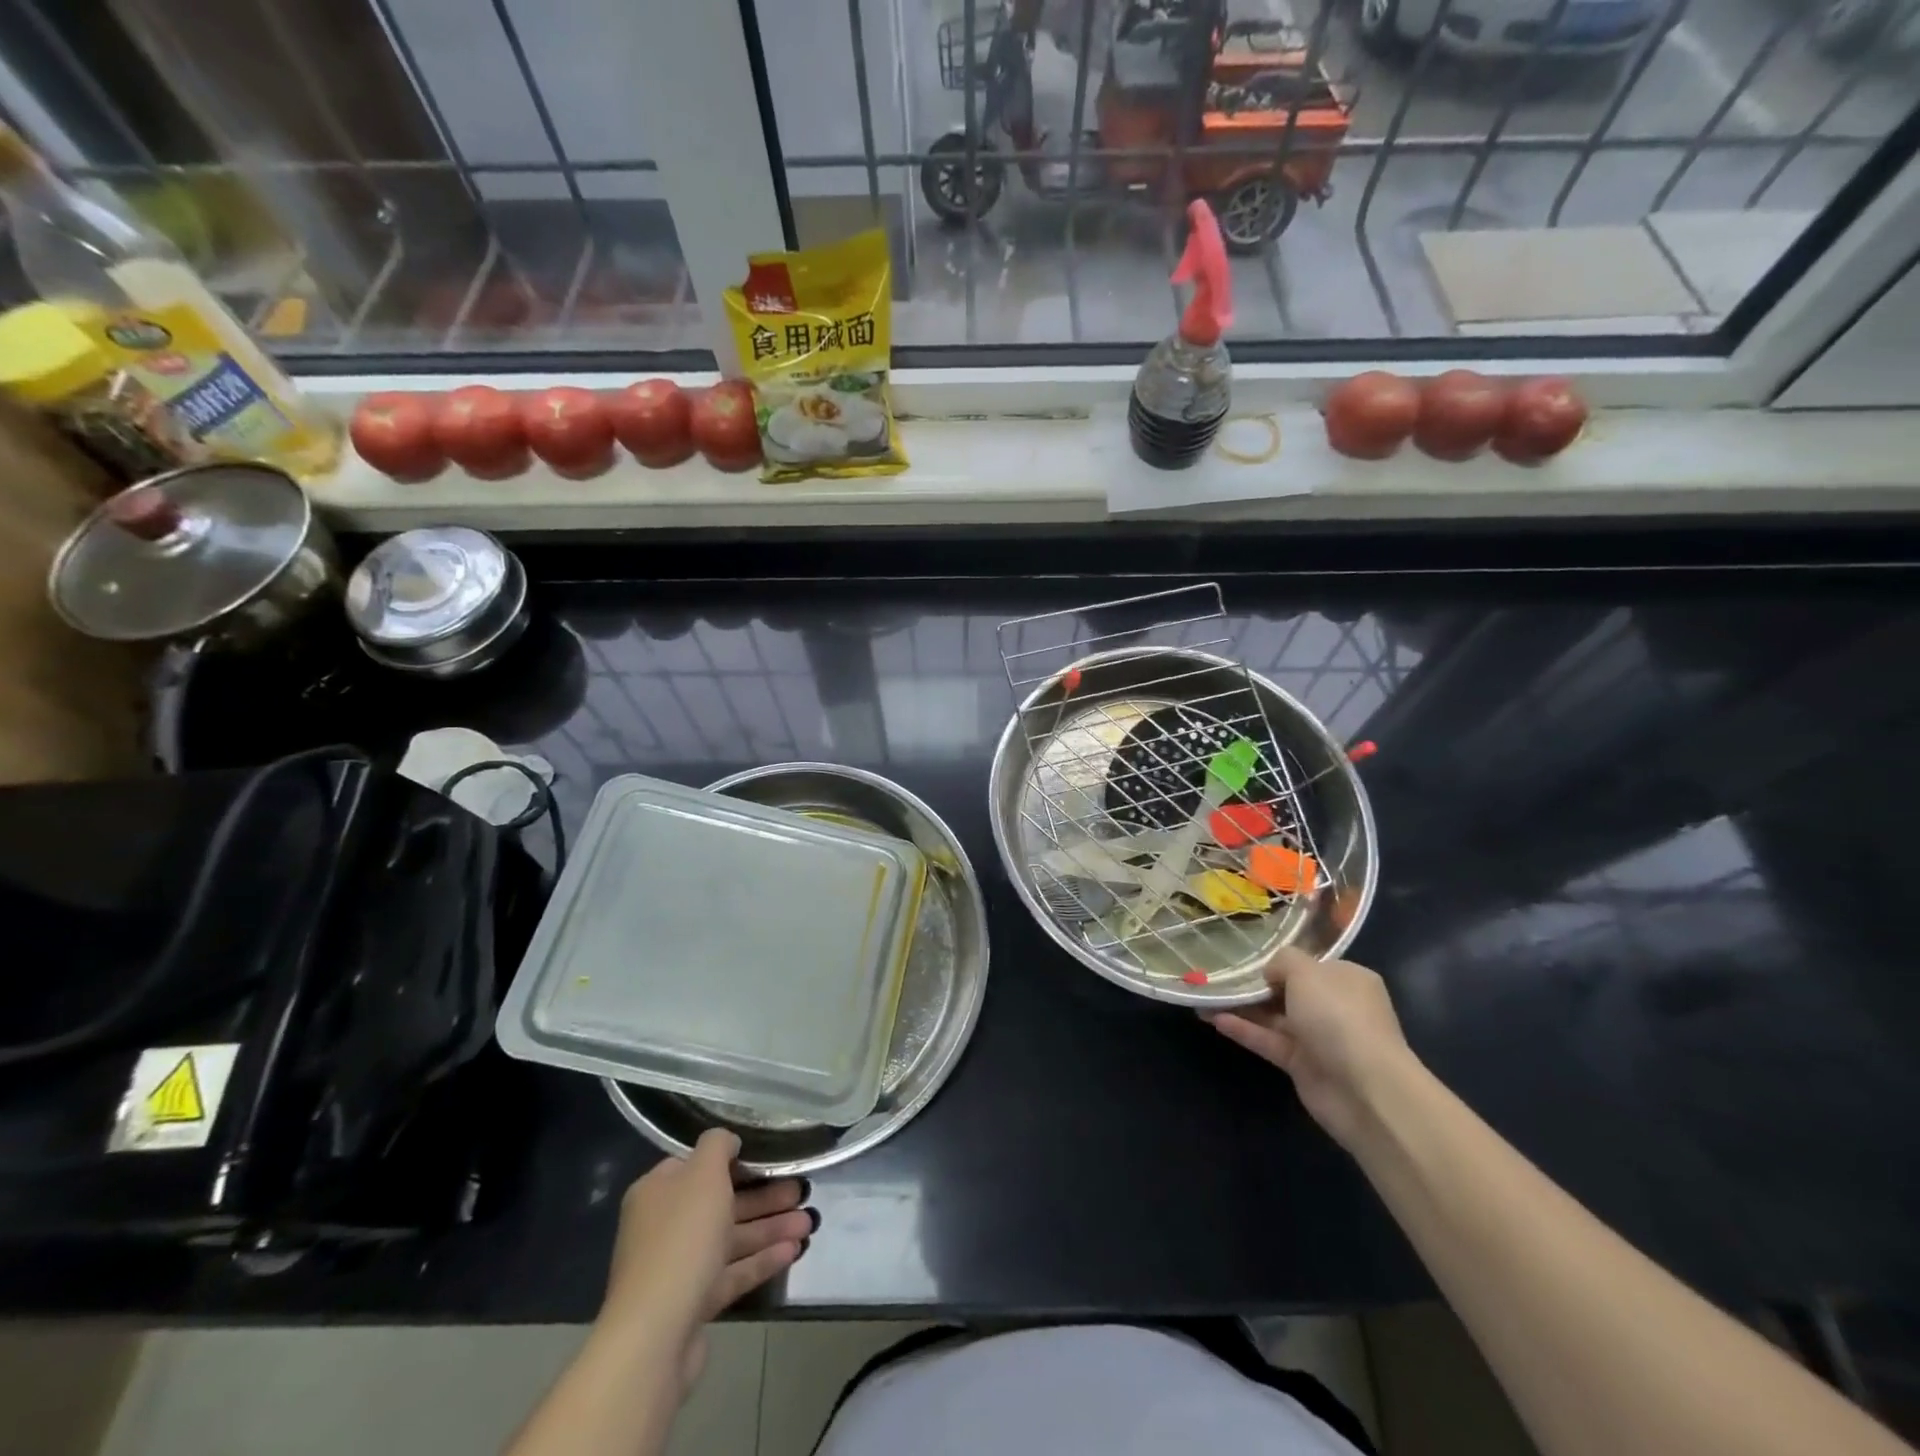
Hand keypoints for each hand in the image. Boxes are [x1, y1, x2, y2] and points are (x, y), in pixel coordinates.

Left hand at [599, 1130, 812, 1385]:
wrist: (655, 1334)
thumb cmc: (681, 1238)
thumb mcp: (703, 1174)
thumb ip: (718, 1147)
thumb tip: (728, 1141)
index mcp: (658, 1192)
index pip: (697, 1166)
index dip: (733, 1159)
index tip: (768, 1157)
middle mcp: (664, 1226)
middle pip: (721, 1203)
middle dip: (764, 1196)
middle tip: (801, 1190)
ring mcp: (678, 1267)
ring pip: (731, 1238)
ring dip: (770, 1227)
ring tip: (809, 1222)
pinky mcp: (693, 1303)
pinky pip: (732, 1272)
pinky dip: (761, 1260)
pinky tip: (793, 1251)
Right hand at [1208, 946, 1414, 1148]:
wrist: (1364, 1088)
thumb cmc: (1338, 1016)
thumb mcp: (1306, 971)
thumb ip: (1282, 961)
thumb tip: (1270, 973)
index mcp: (1347, 979)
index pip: (1310, 965)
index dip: (1280, 962)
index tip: (1248, 960)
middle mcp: (1336, 1006)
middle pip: (1289, 991)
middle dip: (1257, 986)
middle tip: (1220, 977)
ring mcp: (1320, 1038)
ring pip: (1275, 1017)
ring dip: (1243, 1008)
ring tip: (1206, 997)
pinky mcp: (1303, 1065)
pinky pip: (1269, 1041)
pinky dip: (1244, 1030)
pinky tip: (1214, 1019)